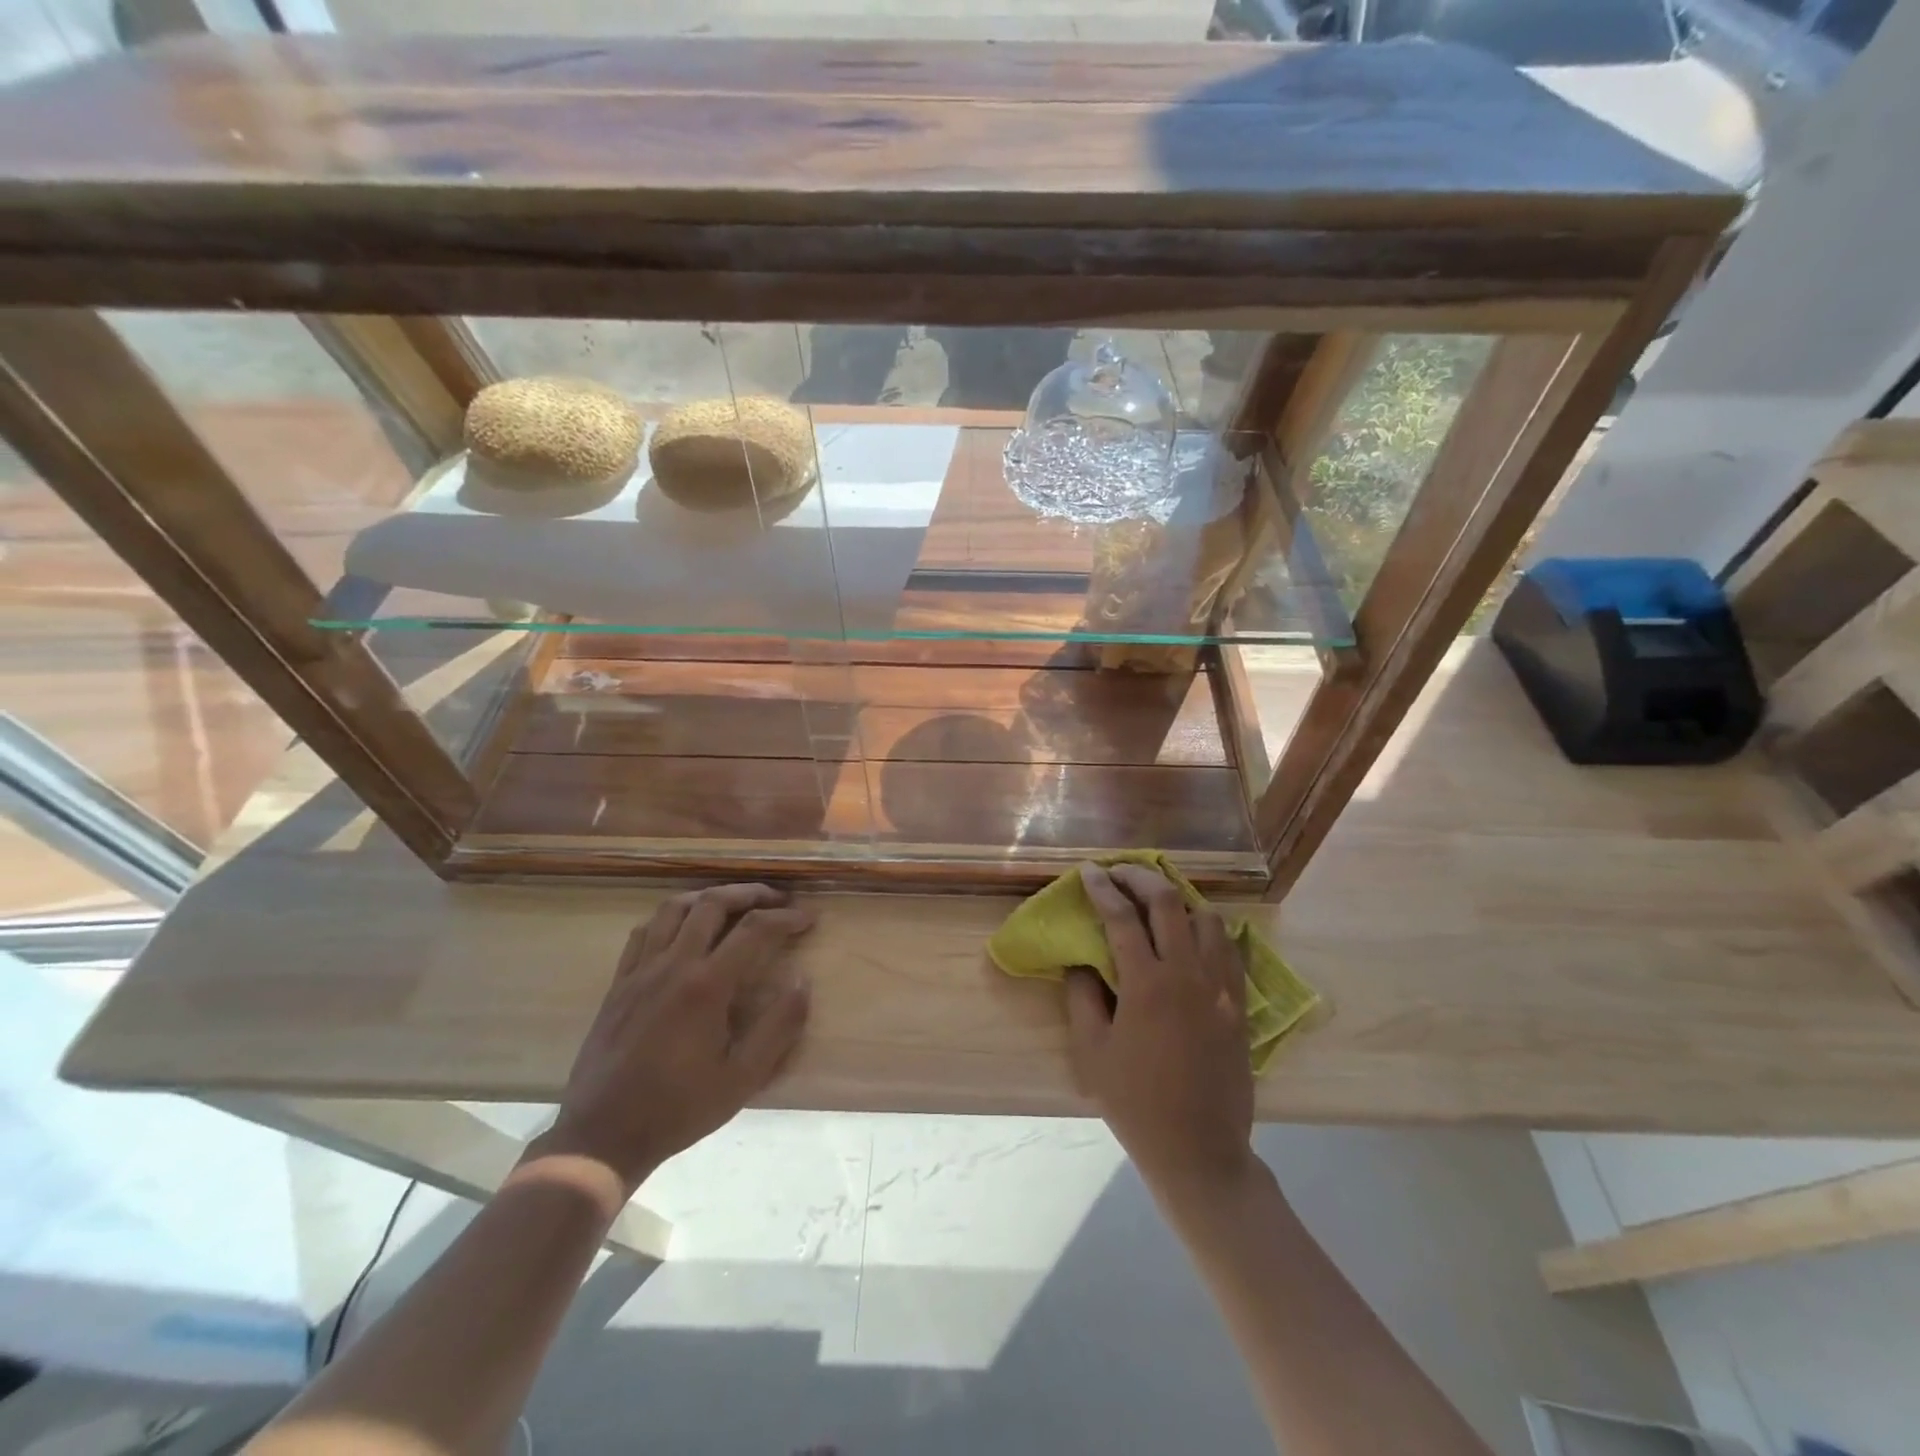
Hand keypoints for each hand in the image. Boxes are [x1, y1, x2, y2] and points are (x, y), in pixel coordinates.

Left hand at [538, 884, 815, 1192]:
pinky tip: (683, 927)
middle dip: (750, 893)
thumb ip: (778, 1027)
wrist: (601, 1137)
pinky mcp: (619, 983)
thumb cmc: (678, 1109)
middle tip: (777, 899)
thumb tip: (803, 981)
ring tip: (733, 902)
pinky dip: (670, 916)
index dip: (786, 918)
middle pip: (713, 903)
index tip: (809, 918)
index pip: (754, 930)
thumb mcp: (742, 1079)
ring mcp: (640, 970)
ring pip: (674, 908)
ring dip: (709, 896)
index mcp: (706, 986)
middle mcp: (673, 965)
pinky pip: (644, 930)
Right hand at [1065, 863, 1254, 1205]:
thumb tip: (1082, 960)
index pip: (1121, 916)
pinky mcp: (1239, 1004)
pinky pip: (1229, 949)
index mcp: (1148, 984)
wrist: (1199, 1150)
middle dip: (1139, 877)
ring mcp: (1221, 987)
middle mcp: (1189, 974)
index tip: (1089, 871)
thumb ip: (1083, 996)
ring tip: (1156, 901)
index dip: (1102, 888)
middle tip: (1119, 872)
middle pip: (1167, 901)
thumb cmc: (1136, 1103)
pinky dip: (1208, 929)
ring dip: (1178, 899)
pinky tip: (1193, 935)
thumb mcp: (1092, 1052)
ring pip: (1206, 918)